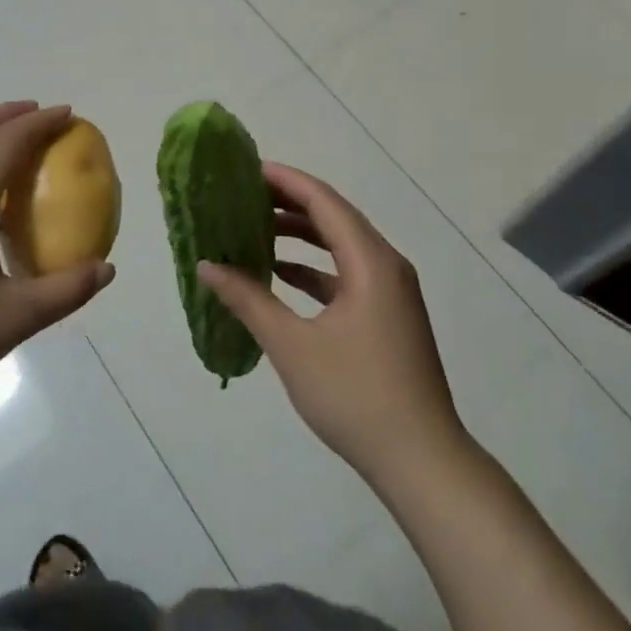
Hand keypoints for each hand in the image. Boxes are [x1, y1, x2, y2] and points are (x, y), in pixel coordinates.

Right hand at [197, 163, 463, 486]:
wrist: (422, 462)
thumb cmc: (356, 396)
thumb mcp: (293, 346)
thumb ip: (249, 300)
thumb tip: (207, 266)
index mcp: (370, 260)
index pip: (323, 200)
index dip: (285, 180)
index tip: (247, 169)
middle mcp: (386, 264)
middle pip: (334, 217)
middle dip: (290, 203)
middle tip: (244, 196)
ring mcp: (391, 291)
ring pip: (341, 245)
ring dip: (302, 235)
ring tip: (255, 228)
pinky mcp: (389, 315)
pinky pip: (348, 273)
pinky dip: (315, 268)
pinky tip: (281, 275)